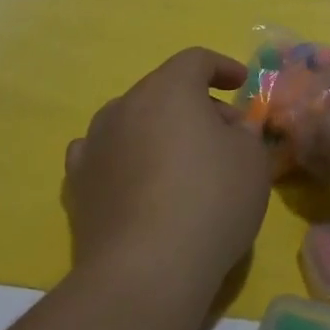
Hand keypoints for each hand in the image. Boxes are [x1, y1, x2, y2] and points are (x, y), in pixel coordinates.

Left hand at [63, 48, 272, 299]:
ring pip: (133, 121)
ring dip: (158, 130)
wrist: (145, 269)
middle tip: (224, 135)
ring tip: (181, 162)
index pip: (196, 60)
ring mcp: (94, 141)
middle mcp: (125, 104)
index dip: (222, 67)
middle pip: (164, 91)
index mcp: (168, 88)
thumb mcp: (252, 161)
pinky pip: (105, 154)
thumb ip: (246, 133)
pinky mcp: (77, 182)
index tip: (241, 84)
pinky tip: (137, 180)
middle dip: (196, 105)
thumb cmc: (210, 201)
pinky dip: (125, 158)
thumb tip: (233, 128)